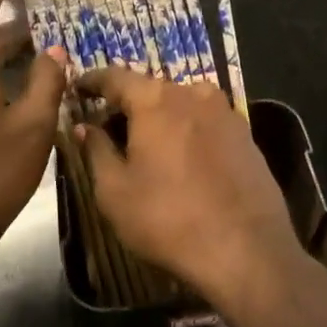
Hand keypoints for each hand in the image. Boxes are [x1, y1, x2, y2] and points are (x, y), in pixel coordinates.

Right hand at [73, 68, 305, 311]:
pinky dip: (187, 131)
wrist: (248, 250)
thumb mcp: (115, 192)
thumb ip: (96, 151)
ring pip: (181, 104)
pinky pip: (205, 122)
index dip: (93, 81)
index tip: (78, 87)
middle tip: (109, 125)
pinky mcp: (246, 134)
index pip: (115, 77)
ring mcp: (224, 111)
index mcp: (155, 99)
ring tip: (146, 144)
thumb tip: (85, 127)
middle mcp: (192, 93)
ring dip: (160, 118)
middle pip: (150, 89)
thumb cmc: (169, 220)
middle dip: (128, 104)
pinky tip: (182, 158)